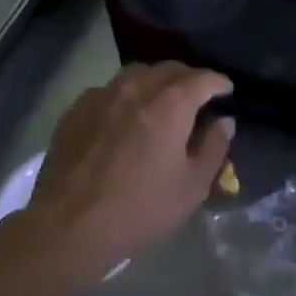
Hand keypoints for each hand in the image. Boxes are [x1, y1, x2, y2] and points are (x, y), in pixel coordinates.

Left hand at [24, 63, 233, 283]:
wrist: (69, 226)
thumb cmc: (140, 209)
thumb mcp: (192, 187)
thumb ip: (213, 148)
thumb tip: (224, 122)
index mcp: (170, 106)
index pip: (202, 79)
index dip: (218, 82)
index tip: (226, 90)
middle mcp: (135, 89)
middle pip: (168, 69)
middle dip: (188, 77)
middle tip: (198, 96)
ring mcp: (100, 97)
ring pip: (135, 73)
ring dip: (155, 81)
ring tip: (161, 100)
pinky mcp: (75, 111)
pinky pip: (108, 90)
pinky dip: (125, 95)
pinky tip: (124, 116)